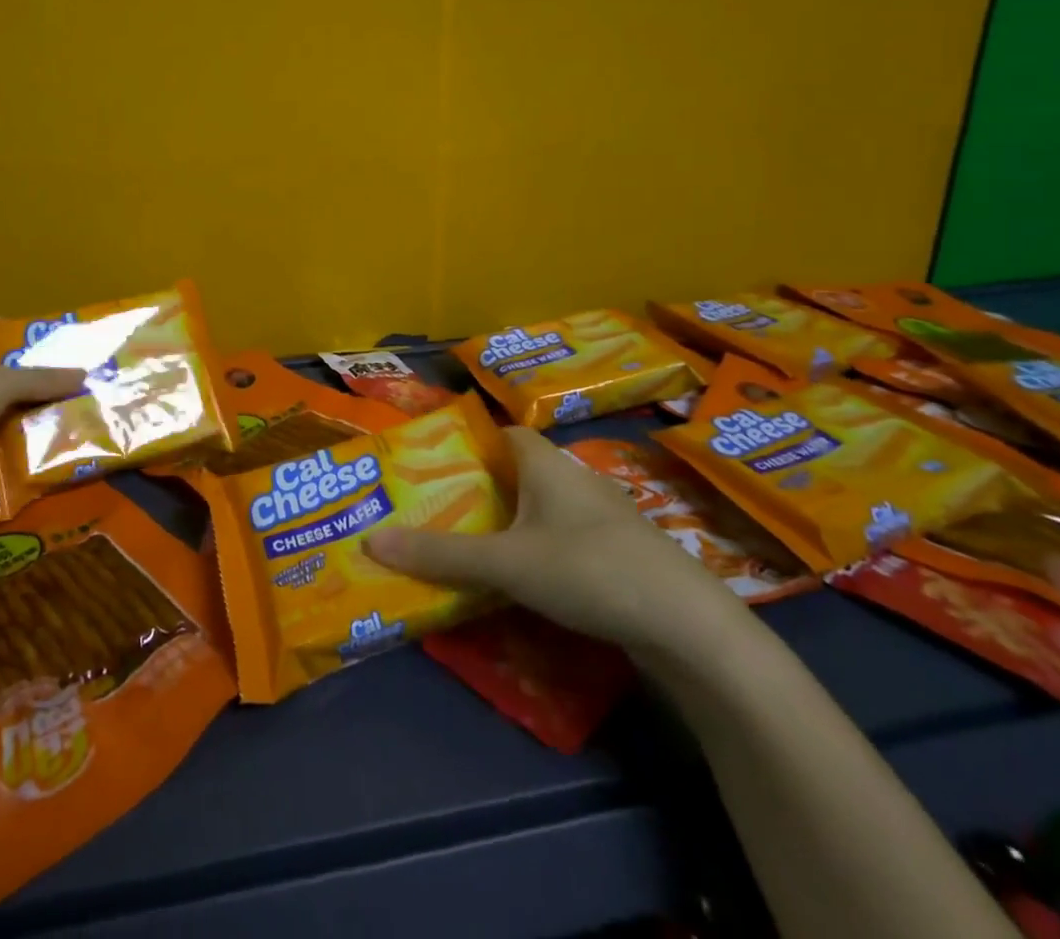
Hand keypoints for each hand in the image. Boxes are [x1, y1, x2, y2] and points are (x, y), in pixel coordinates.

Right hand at [365, 428, 750, 659]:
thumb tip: (370, 540)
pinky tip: (522, 579)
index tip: (432, 465)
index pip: (501, 434)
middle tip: (437, 510)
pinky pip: (564, 539)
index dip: (468, 444)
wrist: (690, 626)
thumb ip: (440, 554)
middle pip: (518, 472)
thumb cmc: (589, 570)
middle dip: (481, 489)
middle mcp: (575, 480)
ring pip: (542, 509)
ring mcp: (603, 519)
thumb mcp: (506, 563)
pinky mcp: (619, 555)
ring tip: (468, 545)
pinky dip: (537, 550)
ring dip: (509, 523)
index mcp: (547, 464)